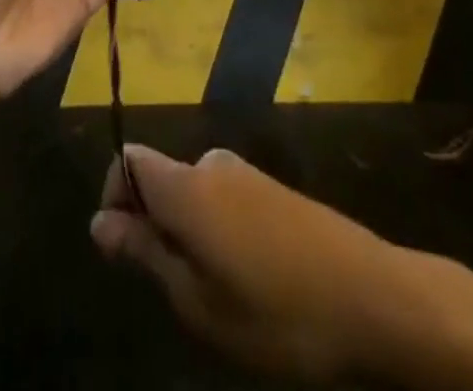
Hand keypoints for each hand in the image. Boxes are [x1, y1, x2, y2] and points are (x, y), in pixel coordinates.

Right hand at [90, 145, 420, 382]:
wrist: (374, 298)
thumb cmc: (277, 312)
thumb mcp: (199, 302)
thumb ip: (146, 253)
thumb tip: (99, 221)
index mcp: (186, 184)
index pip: (128, 161)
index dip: (114, 199)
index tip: (123, 252)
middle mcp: (212, 165)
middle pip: (162, 179)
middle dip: (155, 227)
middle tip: (178, 294)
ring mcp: (248, 174)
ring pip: (195, 195)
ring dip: (189, 236)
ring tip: (217, 297)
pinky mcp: (275, 190)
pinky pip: (226, 201)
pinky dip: (219, 234)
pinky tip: (250, 282)